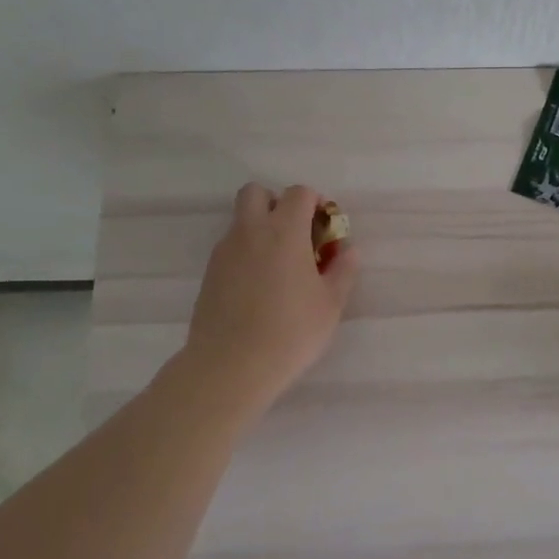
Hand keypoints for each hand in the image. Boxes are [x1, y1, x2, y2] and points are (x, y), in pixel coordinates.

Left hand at [177, 183, 358, 418]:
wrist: (231, 366)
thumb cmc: (291, 331)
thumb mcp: (331, 303)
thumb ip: (342, 270)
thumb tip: (348, 250)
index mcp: (284, 231)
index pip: (298, 193)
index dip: (315, 202)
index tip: (325, 227)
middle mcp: (250, 232)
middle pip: (256, 193)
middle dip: (276, 203)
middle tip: (295, 235)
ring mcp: (224, 252)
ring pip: (240, 221)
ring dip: (260, 230)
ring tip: (280, 268)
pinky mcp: (209, 274)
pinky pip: (230, 249)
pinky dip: (246, 254)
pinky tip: (259, 288)